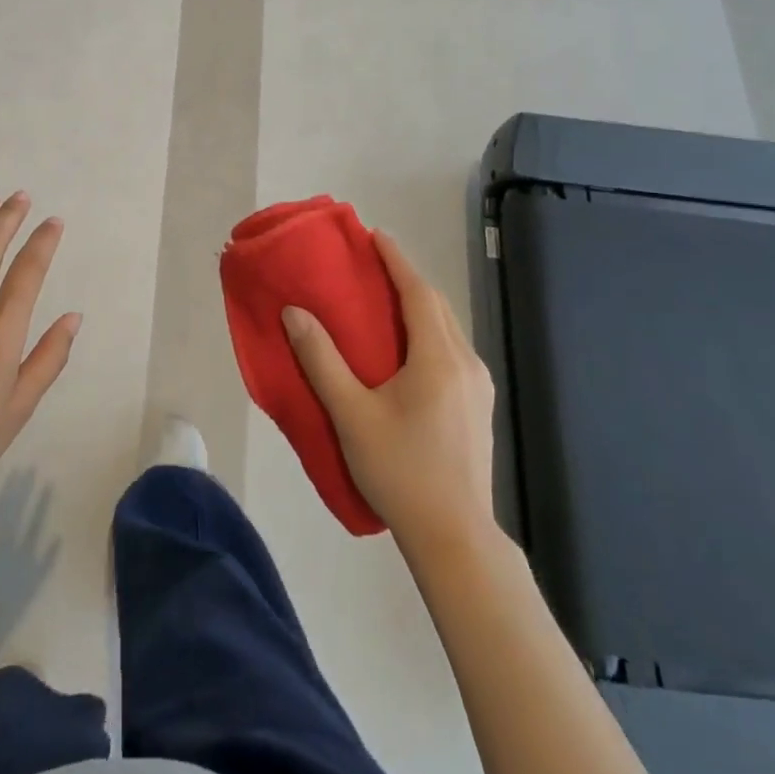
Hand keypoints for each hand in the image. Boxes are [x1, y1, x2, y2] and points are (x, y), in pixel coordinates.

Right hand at [282, 231, 495, 553]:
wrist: (456, 538)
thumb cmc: (400, 471)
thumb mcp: (351, 414)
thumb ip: (321, 360)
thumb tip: (294, 312)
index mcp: (438, 358)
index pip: (418, 292)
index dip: (396, 260)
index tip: (374, 235)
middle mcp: (466, 363)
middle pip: (436, 305)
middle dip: (407, 278)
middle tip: (373, 264)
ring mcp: (479, 387)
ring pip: (448, 329)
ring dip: (419, 306)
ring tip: (386, 300)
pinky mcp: (479, 407)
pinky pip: (452, 350)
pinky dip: (429, 332)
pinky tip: (408, 349)